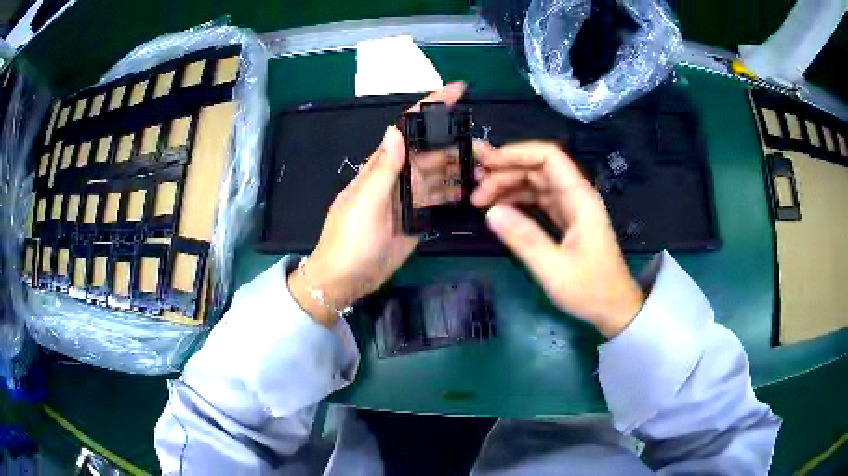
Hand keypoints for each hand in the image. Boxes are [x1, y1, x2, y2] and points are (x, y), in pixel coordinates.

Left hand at [289, 82, 467, 325]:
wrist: (346, 279)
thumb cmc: (349, 240)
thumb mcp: (364, 203)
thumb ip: (383, 169)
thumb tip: (395, 130)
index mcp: (382, 166)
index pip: (408, 128)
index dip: (430, 106)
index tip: (456, 90)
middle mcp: (398, 177)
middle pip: (430, 148)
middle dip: (455, 137)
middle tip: (484, 142)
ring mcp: (409, 199)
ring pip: (438, 173)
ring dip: (460, 164)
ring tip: (486, 163)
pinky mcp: (418, 220)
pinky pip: (439, 199)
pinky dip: (455, 191)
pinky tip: (473, 188)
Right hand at [472, 141, 644, 337]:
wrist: (614, 309)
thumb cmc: (590, 289)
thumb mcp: (554, 269)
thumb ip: (524, 238)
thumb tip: (490, 212)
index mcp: (579, 198)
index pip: (548, 157)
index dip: (517, 153)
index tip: (486, 164)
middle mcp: (576, 196)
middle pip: (538, 168)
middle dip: (505, 172)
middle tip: (474, 188)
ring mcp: (571, 208)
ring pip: (537, 183)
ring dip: (509, 186)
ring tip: (479, 198)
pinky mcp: (567, 221)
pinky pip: (539, 201)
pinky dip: (518, 201)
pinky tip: (499, 208)